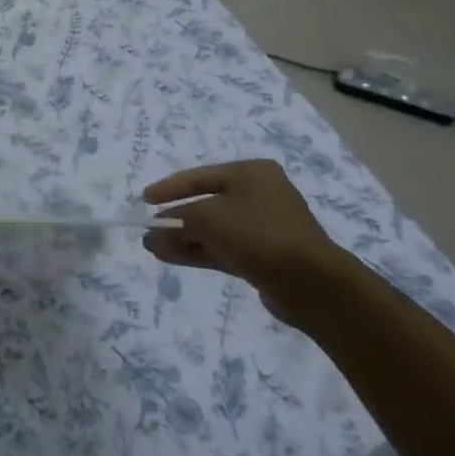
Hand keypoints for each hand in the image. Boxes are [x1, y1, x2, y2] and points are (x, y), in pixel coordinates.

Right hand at [141, 160, 348, 312]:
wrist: (310, 282)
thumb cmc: (257, 233)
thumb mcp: (207, 218)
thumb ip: (178, 221)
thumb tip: (154, 232)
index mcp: (251, 173)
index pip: (200, 176)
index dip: (169, 188)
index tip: (144, 200)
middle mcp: (260, 195)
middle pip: (207, 204)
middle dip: (176, 219)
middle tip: (149, 230)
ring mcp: (264, 228)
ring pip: (214, 230)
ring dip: (183, 238)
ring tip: (152, 248)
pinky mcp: (265, 257)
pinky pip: (224, 248)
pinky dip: (198, 251)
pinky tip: (172, 257)